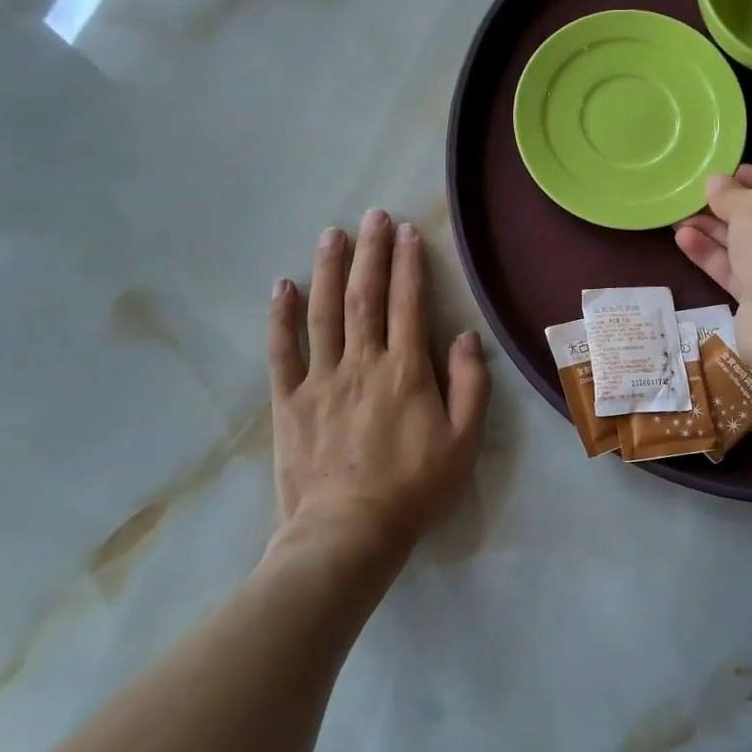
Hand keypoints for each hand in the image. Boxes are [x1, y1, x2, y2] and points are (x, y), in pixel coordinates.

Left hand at [268, 210, 489, 560]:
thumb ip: (470, 386)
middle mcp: (362, 364)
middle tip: (373, 216)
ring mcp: (321, 380)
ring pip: (324, 313)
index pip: (408, 304)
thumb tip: (465, 336)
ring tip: (333, 234)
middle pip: (366, 297)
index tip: (408, 232)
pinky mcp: (290, 402)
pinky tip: (283, 286)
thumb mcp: (463, 443)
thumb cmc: (414, 490)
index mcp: (406, 372)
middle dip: (371, 253)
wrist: (348, 535)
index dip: (409, 264)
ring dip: (329, 270)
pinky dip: (282, 318)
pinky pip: (283, 352)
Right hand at [675, 165, 751, 307]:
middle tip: (694, 198)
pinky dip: (712, 255)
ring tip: (678, 218)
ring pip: (748, 246)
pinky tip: (683, 240)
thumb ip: (731, 193)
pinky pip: (737, 271)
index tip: (723, 174)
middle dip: (728, 207)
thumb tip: (716, 182)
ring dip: (713, 231)